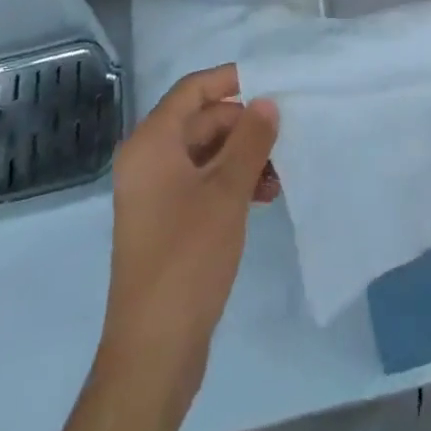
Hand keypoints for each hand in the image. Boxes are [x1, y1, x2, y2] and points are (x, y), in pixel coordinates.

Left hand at [90, 66, 278, 426]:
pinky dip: (231, 182)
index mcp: (151, 142)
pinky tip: (263, 196)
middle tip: (283, 136)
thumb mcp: (227, 192)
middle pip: (201, 121)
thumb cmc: (187, 256)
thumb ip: (250, 140)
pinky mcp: (166, 222)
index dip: (230, 80)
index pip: (192, 90)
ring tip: (278, 174)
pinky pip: (201, 182)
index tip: (270, 82)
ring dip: (242, 157)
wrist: (154, 350)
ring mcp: (154, 193)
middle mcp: (147, 160)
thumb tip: (266, 102)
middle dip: (243, 126)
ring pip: (205, 153)